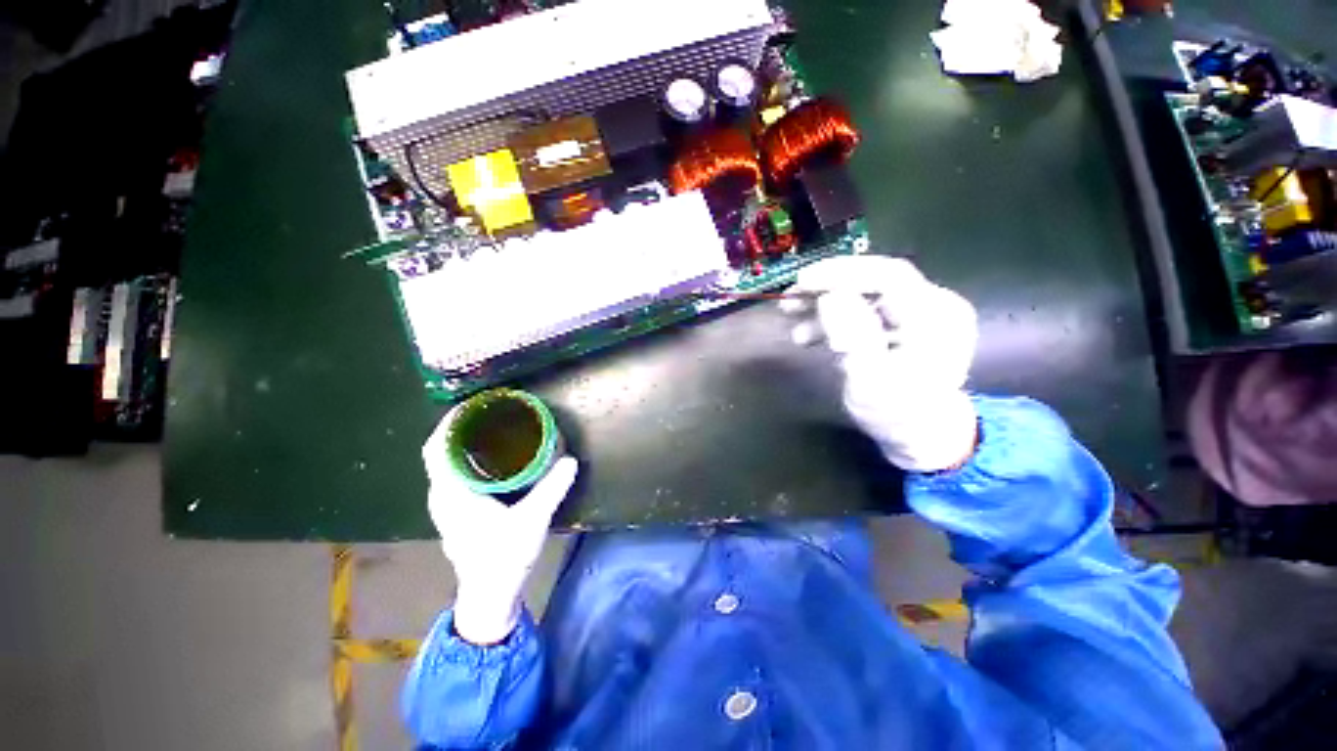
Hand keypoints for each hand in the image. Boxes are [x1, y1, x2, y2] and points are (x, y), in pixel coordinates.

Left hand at [422, 415, 578, 644]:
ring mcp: (441, 510)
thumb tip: (570, 461)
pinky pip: (448, 482)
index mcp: (451, 490)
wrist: (489, 596)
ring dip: (457, 451)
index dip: (448, 422)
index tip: (470, 407)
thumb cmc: (503, 558)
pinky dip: (459, 468)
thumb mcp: (531, 522)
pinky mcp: (449, 520)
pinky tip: (483, 471)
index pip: (437, 446)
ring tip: (485, 437)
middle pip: (438, 454)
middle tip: (484, 418)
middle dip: (456, 433)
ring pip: (442, 469)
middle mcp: (439, 496)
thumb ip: (550, 491)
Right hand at [781, 256, 978, 471]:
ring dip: (832, 301)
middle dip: (832, 286)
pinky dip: (846, 312)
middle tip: (791, 299)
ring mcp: (929, 309)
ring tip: (795, 319)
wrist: (926, 438)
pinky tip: (815, 329)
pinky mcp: (915, 316)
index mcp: (937, 321)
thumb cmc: (899, 418)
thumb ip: (853, 338)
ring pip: (873, 291)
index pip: (889, 277)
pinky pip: (876, 304)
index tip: (803, 281)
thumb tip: (831, 295)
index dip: (844, 273)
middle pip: (879, 279)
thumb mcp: (870, 386)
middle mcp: (939, 306)